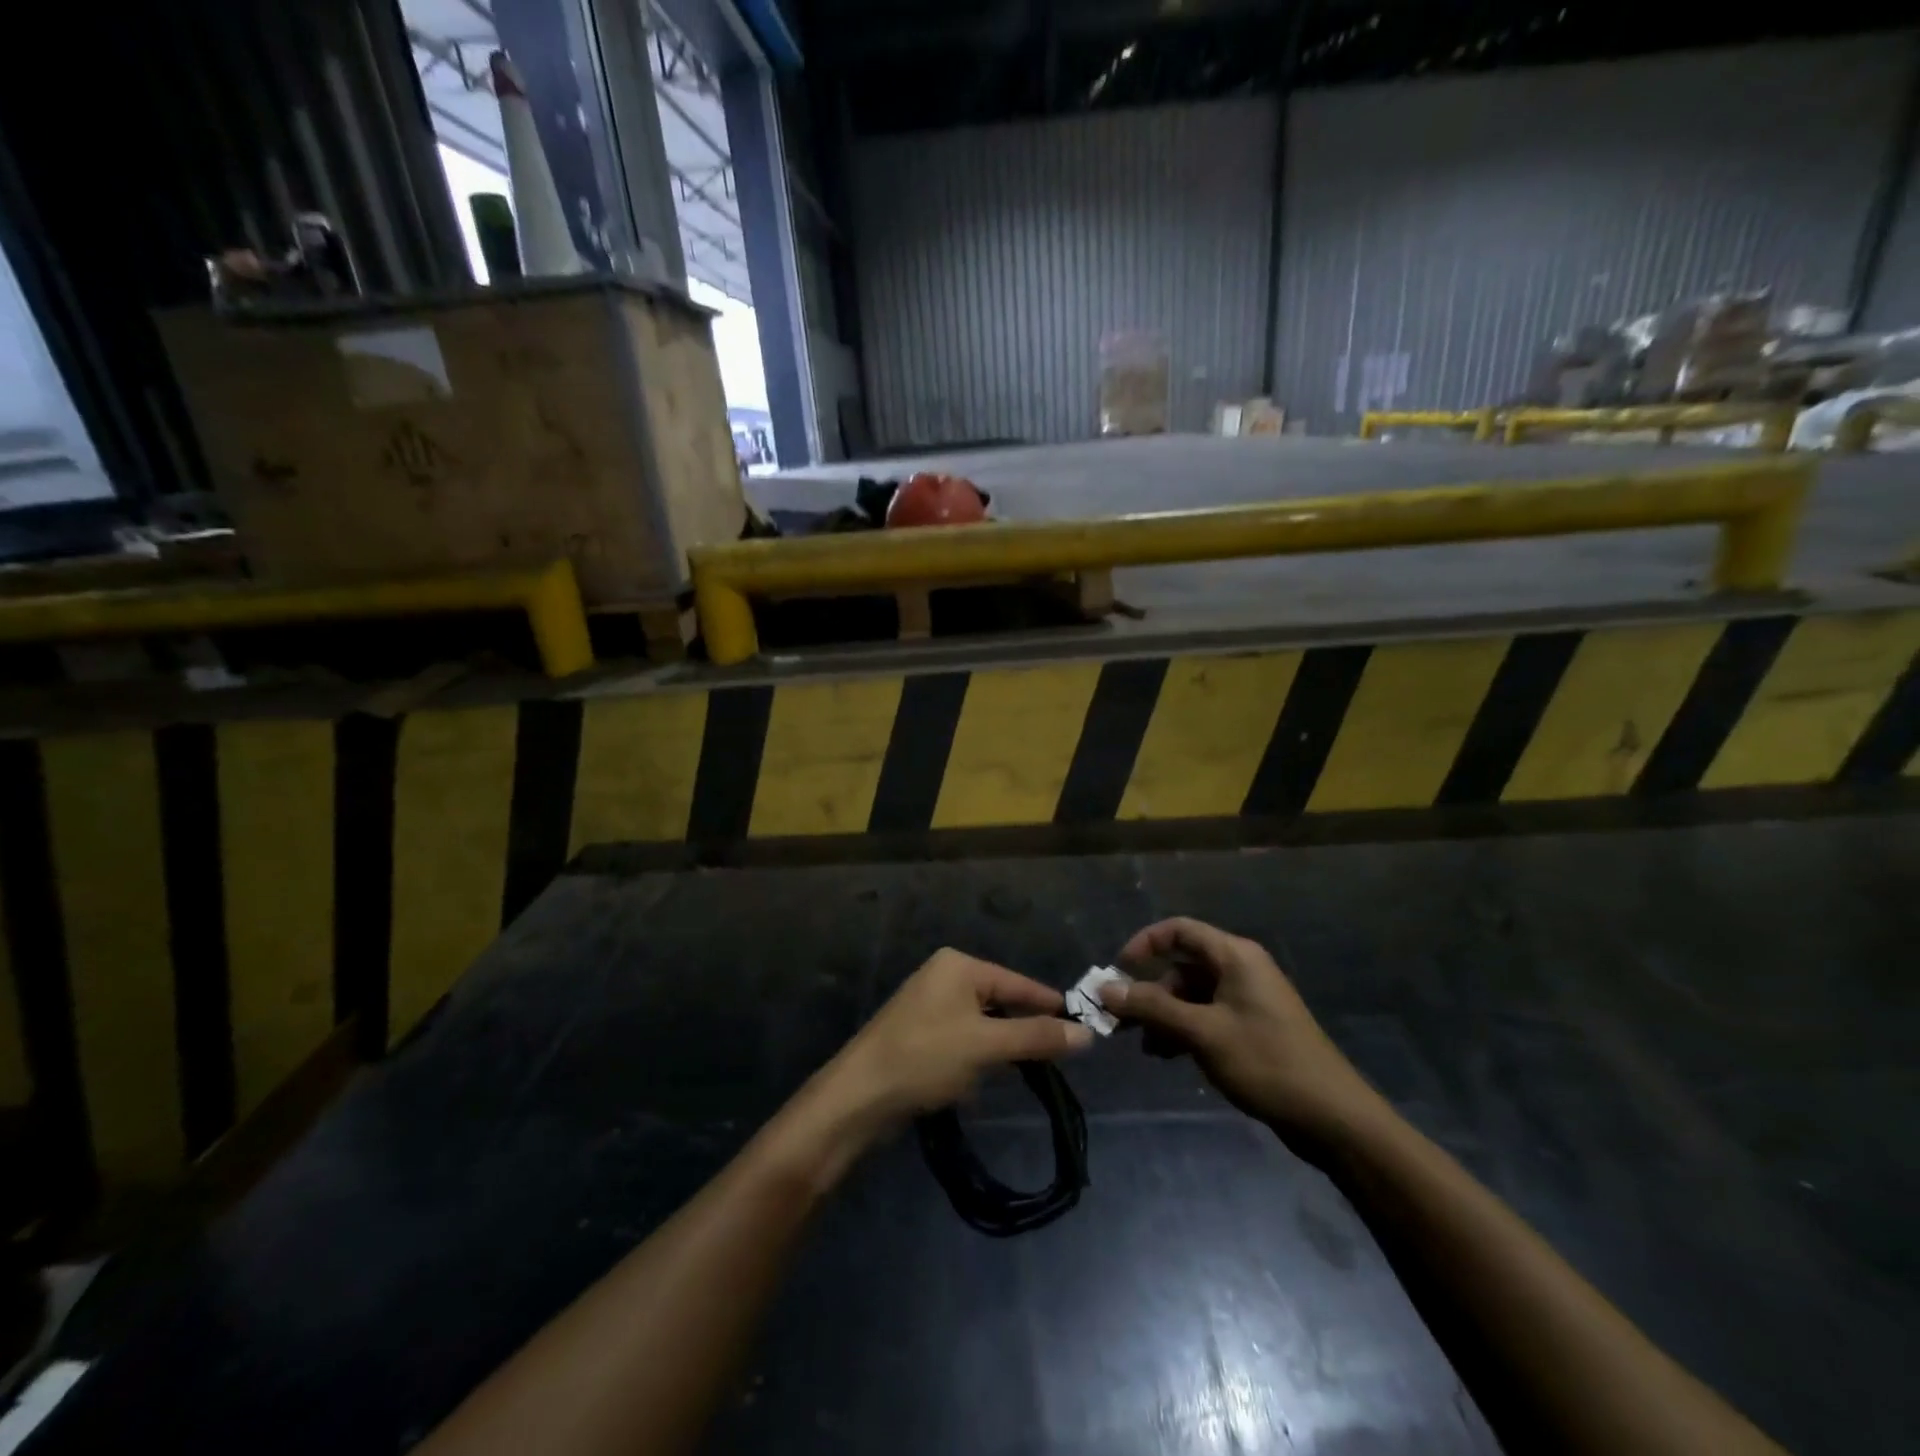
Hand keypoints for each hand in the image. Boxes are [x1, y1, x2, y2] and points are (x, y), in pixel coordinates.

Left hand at [826, 949, 1092, 1122]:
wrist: (858, 1097)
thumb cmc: (925, 1058)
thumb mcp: (987, 1046)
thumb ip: (1036, 1037)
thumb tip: (1086, 1033)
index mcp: (958, 966)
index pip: (1018, 983)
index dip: (1050, 1006)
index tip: (1085, 1027)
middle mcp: (943, 977)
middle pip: (1000, 1002)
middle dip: (1024, 1031)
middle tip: (1059, 1058)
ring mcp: (928, 1006)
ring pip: (982, 1025)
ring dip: (1000, 1050)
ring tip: (1026, 1073)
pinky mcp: (918, 1035)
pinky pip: (962, 1040)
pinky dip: (976, 1059)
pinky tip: (981, 1083)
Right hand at [1103, 918, 1384, 1160]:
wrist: (1333, 1117)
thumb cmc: (1266, 1062)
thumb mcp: (1202, 1032)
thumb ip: (1152, 1007)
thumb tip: (1105, 989)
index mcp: (1235, 956)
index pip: (1179, 930)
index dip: (1144, 943)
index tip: (1117, 971)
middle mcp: (1241, 969)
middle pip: (1183, 965)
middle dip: (1150, 991)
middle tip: (1122, 1019)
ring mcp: (1248, 1000)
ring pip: (1192, 995)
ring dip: (1165, 1016)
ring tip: (1148, 1048)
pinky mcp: (1253, 1028)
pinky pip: (1207, 1016)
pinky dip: (1185, 1030)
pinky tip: (1169, 1056)